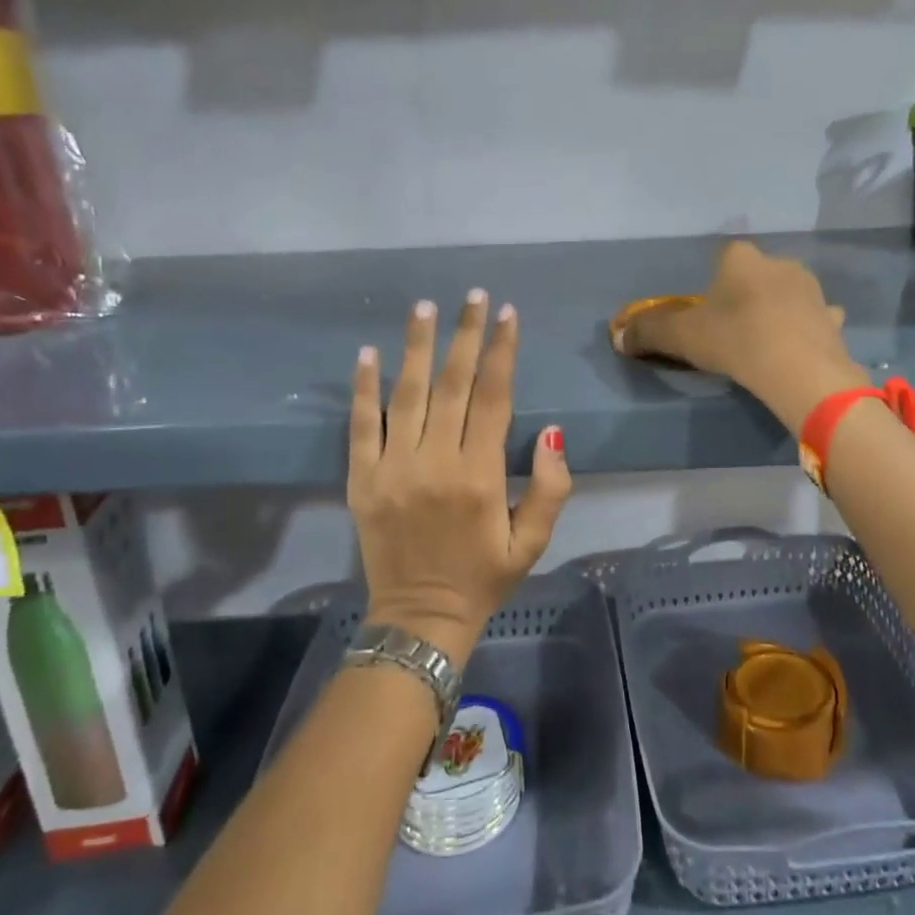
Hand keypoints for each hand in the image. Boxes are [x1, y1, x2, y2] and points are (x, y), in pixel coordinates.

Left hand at [348, 291, 570, 668]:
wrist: (420, 618)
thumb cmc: (484, 577)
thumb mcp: (533, 542)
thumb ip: (551, 487)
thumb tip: (552, 431)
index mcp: (480, 475)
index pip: (494, 397)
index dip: (502, 352)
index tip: (507, 314)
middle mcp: (436, 462)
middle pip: (452, 384)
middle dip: (465, 335)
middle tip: (472, 296)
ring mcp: (393, 468)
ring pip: (407, 394)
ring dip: (417, 346)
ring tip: (425, 307)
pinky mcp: (362, 480)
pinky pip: (362, 425)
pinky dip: (364, 388)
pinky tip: (368, 353)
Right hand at [616, 241, 866, 431]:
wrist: (797, 367)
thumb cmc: (734, 339)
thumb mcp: (680, 336)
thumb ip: (648, 332)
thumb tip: (618, 336)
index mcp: (741, 259)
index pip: (724, 255)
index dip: (714, 280)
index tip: (708, 308)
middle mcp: (778, 263)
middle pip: (757, 272)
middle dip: (747, 292)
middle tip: (733, 326)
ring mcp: (811, 290)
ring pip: (789, 293)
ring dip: (779, 308)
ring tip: (766, 338)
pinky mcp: (831, 319)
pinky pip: (816, 318)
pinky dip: (807, 328)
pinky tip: (798, 347)